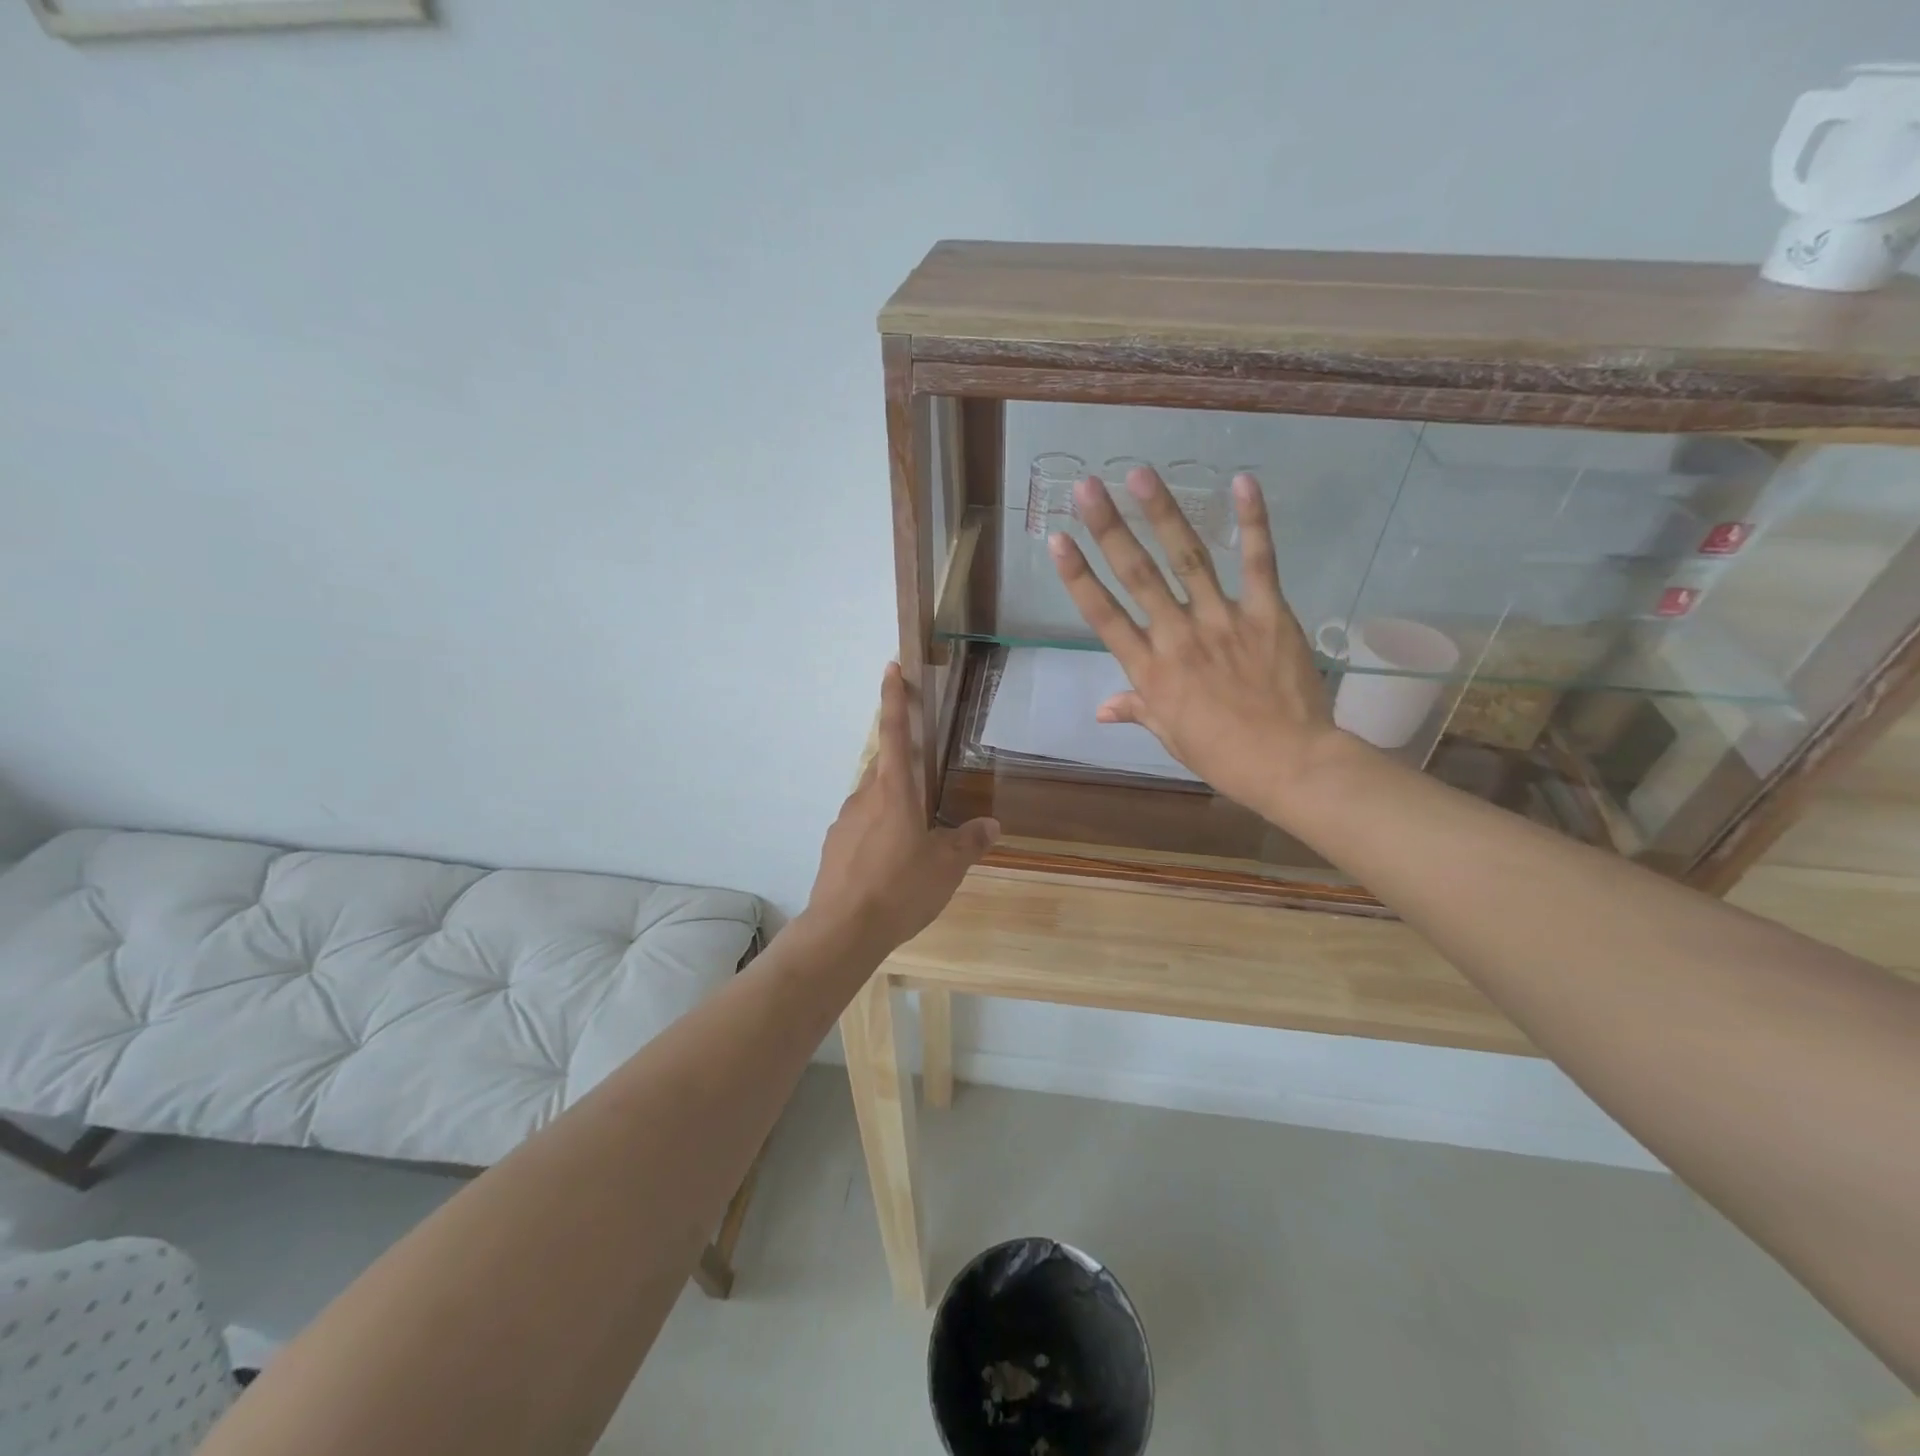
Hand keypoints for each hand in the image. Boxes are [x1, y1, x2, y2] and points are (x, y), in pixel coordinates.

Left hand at [805, 663, 999, 956]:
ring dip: (890, 803)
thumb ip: (969, 842)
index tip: (891, 668)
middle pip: (883, 766)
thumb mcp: (946, 867)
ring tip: (911, 835)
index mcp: (895, 792)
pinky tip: (888, 861)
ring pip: (871, 798)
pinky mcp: (833, 846)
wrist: (843, 929)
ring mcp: (844, 821)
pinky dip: (875, 830)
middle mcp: (865, 797)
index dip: (895, 699)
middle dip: (901, 763)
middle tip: (923, 782)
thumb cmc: (901, 889)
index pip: (896, 733)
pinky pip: (859, 826)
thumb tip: (991, 824)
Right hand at [1047, 468, 1352, 822]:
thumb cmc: (1222, 755)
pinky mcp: (1267, 614)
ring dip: (1162, 513)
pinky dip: (1252, 522)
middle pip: (1137, 576)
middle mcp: (1178, 637)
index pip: (1104, 616)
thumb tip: (1101, 709)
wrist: (1289, 764)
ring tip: (1140, 474)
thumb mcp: (1171, 736)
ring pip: (1188, 559)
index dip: (1078, 576)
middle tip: (1088, 487)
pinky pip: (1258, 562)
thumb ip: (1137, 709)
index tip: (1057, 539)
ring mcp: (1223, 621)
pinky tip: (1241, 482)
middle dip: (1109, 528)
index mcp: (1150, 671)